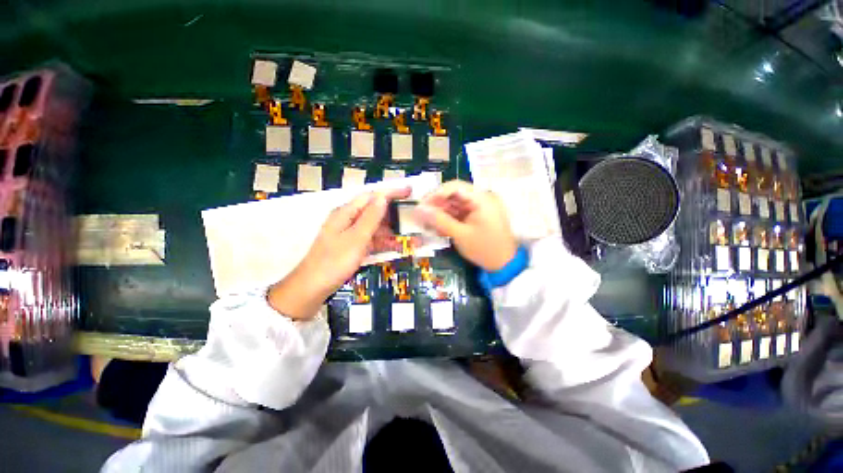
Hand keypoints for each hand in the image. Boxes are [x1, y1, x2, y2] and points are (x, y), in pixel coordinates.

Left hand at [268, 187, 409, 319]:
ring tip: (412, 236)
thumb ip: (371, 218)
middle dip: (395, 214)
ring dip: (393, 231)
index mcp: (346, 213)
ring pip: (375, 227)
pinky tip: (398, 246)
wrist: (312, 288)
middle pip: (375, 211)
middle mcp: (348, 220)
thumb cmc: (334, 262)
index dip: (391, 192)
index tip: (409, 191)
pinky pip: (372, 240)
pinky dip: (384, 242)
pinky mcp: (352, 246)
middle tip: (414, 216)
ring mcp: (351, 234)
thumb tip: (383, 197)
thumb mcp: (356, 238)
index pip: (372, 196)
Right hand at [414, 180, 517, 271]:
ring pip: (454, 204)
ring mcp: (479, 208)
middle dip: (436, 205)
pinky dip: (448, 219)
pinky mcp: (476, 216)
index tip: (421, 205)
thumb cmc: (484, 249)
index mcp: (482, 198)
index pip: (455, 187)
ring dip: (440, 213)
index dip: (436, 194)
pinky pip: (459, 213)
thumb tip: (418, 209)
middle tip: (421, 217)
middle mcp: (481, 198)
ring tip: (427, 224)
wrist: (504, 265)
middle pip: (453, 195)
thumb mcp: (460, 235)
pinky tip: (438, 227)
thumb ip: (439, 220)